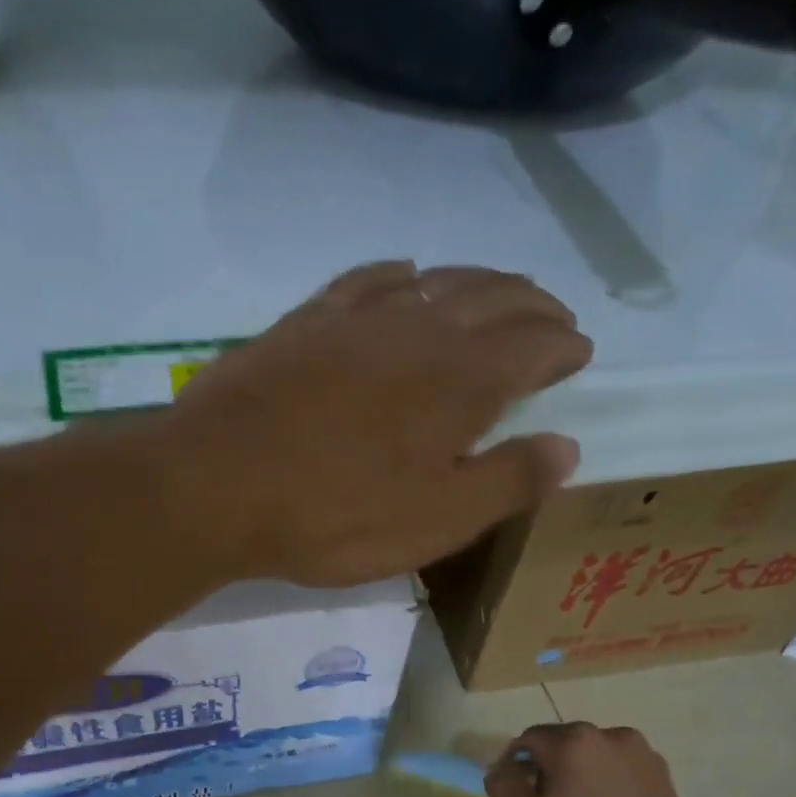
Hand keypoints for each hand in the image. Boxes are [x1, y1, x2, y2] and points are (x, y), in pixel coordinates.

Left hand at [164, 261, 590, 587]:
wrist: (215, 486)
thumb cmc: (334, 516)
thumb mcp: (435, 520)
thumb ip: (506, 482)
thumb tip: (567, 447)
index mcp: (460, 380)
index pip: (532, 346)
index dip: (562, 346)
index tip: (579, 350)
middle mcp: (418, 331)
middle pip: (493, 299)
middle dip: (532, 305)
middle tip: (553, 316)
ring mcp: (355, 320)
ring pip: (435, 282)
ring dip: (477, 283)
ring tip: (495, 293)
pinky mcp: (303, 324)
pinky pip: (365, 281)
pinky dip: (398, 276)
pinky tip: (405, 276)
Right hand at [486, 723, 712, 796]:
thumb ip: (503, 785)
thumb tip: (504, 769)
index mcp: (574, 741)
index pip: (528, 741)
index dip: (515, 769)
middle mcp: (612, 736)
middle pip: (563, 746)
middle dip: (549, 772)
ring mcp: (644, 756)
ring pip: (594, 759)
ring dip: (580, 779)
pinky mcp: (664, 779)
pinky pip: (621, 773)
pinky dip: (608, 789)